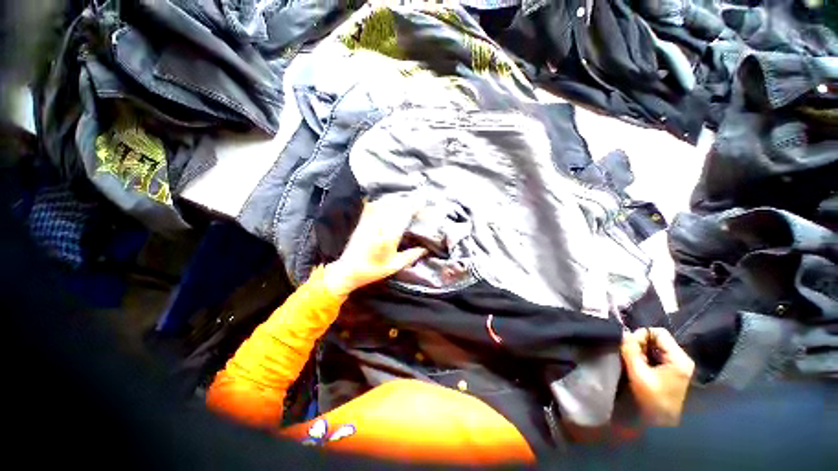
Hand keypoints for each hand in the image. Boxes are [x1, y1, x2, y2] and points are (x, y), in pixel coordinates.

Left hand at [324, 196, 427, 295]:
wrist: (348, 270)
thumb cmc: (373, 270)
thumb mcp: (395, 265)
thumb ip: (411, 256)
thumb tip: (425, 249)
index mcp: (389, 235)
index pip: (404, 214)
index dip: (414, 207)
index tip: (423, 204)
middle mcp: (379, 224)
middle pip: (395, 205)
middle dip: (407, 202)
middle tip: (416, 202)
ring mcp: (369, 221)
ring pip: (384, 203)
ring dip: (396, 200)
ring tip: (404, 201)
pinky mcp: (362, 221)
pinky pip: (372, 206)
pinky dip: (381, 202)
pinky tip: (386, 202)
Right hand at [621, 328, 694, 425]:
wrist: (663, 424)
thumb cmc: (653, 399)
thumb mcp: (638, 374)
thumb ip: (630, 350)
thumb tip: (623, 333)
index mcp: (679, 358)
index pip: (658, 332)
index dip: (641, 335)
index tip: (629, 346)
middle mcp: (682, 358)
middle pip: (658, 339)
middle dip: (640, 344)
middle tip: (629, 354)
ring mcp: (679, 365)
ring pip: (656, 347)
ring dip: (642, 351)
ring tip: (633, 361)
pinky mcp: (674, 371)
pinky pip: (657, 355)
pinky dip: (646, 357)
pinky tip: (640, 366)